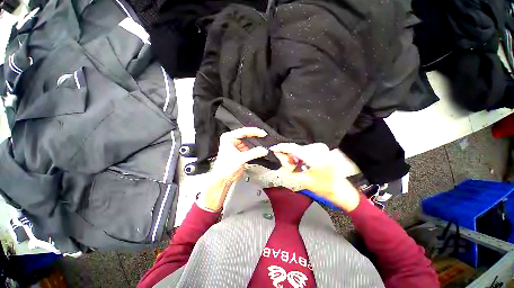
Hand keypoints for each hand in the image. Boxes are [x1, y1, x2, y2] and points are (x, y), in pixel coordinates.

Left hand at [199, 127, 268, 210]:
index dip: (254, 131)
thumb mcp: (241, 159)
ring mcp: (235, 146)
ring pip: (248, 142)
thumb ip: (254, 153)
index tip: (262, 133)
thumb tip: (263, 150)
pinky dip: (253, 149)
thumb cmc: (224, 168)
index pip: (244, 131)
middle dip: (255, 137)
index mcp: (228, 138)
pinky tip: (257, 151)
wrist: (223, 178)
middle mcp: (231, 140)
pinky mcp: (238, 151)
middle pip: (246, 135)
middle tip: (263, 136)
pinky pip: (248, 147)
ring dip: (254, 144)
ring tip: (261, 145)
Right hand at [270, 143, 360, 211]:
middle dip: (288, 155)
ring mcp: (321, 148)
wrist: (340, 189)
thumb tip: (279, 155)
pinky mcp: (322, 149)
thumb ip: (288, 167)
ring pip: (299, 149)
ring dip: (294, 156)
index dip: (281, 148)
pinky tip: (302, 163)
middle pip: (295, 148)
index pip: (293, 148)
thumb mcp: (302, 179)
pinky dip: (300, 155)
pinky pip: (305, 150)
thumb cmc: (322, 188)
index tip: (273, 148)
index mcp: (314, 158)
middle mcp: (318, 150)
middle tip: (287, 166)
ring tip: (296, 167)